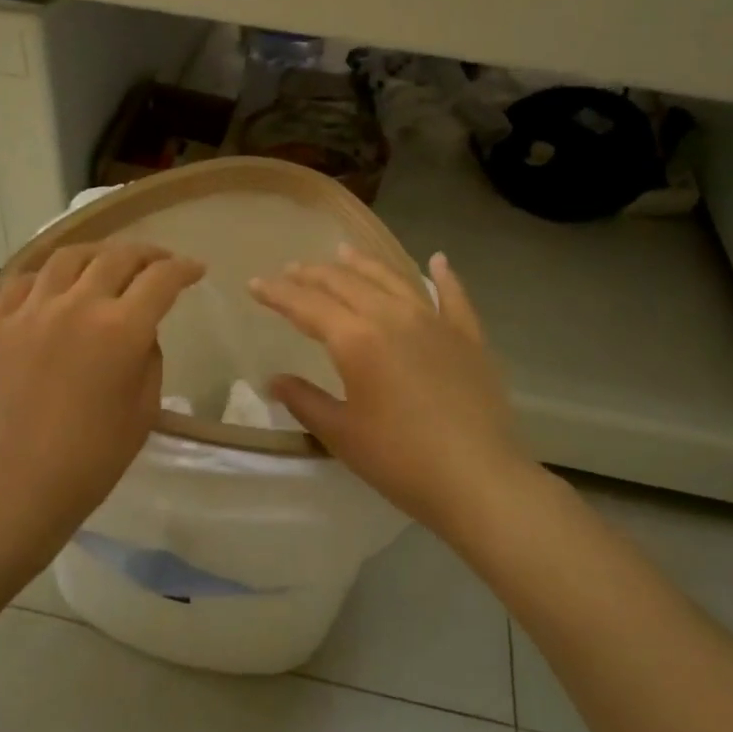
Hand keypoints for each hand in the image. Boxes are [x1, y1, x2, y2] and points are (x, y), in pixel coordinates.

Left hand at [0, 242, 205, 559]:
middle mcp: (75, 306)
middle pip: (116, 257)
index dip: (184, 269)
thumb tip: (137, 330)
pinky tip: (53, 287)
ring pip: (67, 257)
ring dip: (96, 254)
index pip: (161, 279)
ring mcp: (29, 311)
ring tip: (106, 263)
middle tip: (158, 262)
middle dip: (146, 253)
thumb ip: (148, 358)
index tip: (195, 270)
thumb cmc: (90, 461)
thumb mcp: (143, 410)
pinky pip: (22, 282)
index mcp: (120, 329)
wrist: (12, 490)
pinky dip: (46, 276)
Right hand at [250, 248, 530, 534]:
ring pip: (393, 279)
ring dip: (364, 264)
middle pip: (346, 283)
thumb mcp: (340, 434)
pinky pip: (453, 296)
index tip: (255, 284)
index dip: (278, 293)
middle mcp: (393, 316)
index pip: (307, 305)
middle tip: (292, 270)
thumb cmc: (399, 459)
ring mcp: (435, 322)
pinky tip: (437, 261)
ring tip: (344, 252)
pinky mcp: (468, 336)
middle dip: (314, 274)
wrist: (477, 479)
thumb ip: (304, 401)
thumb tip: (273, 380)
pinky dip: (443, 276)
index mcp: (357, 339)